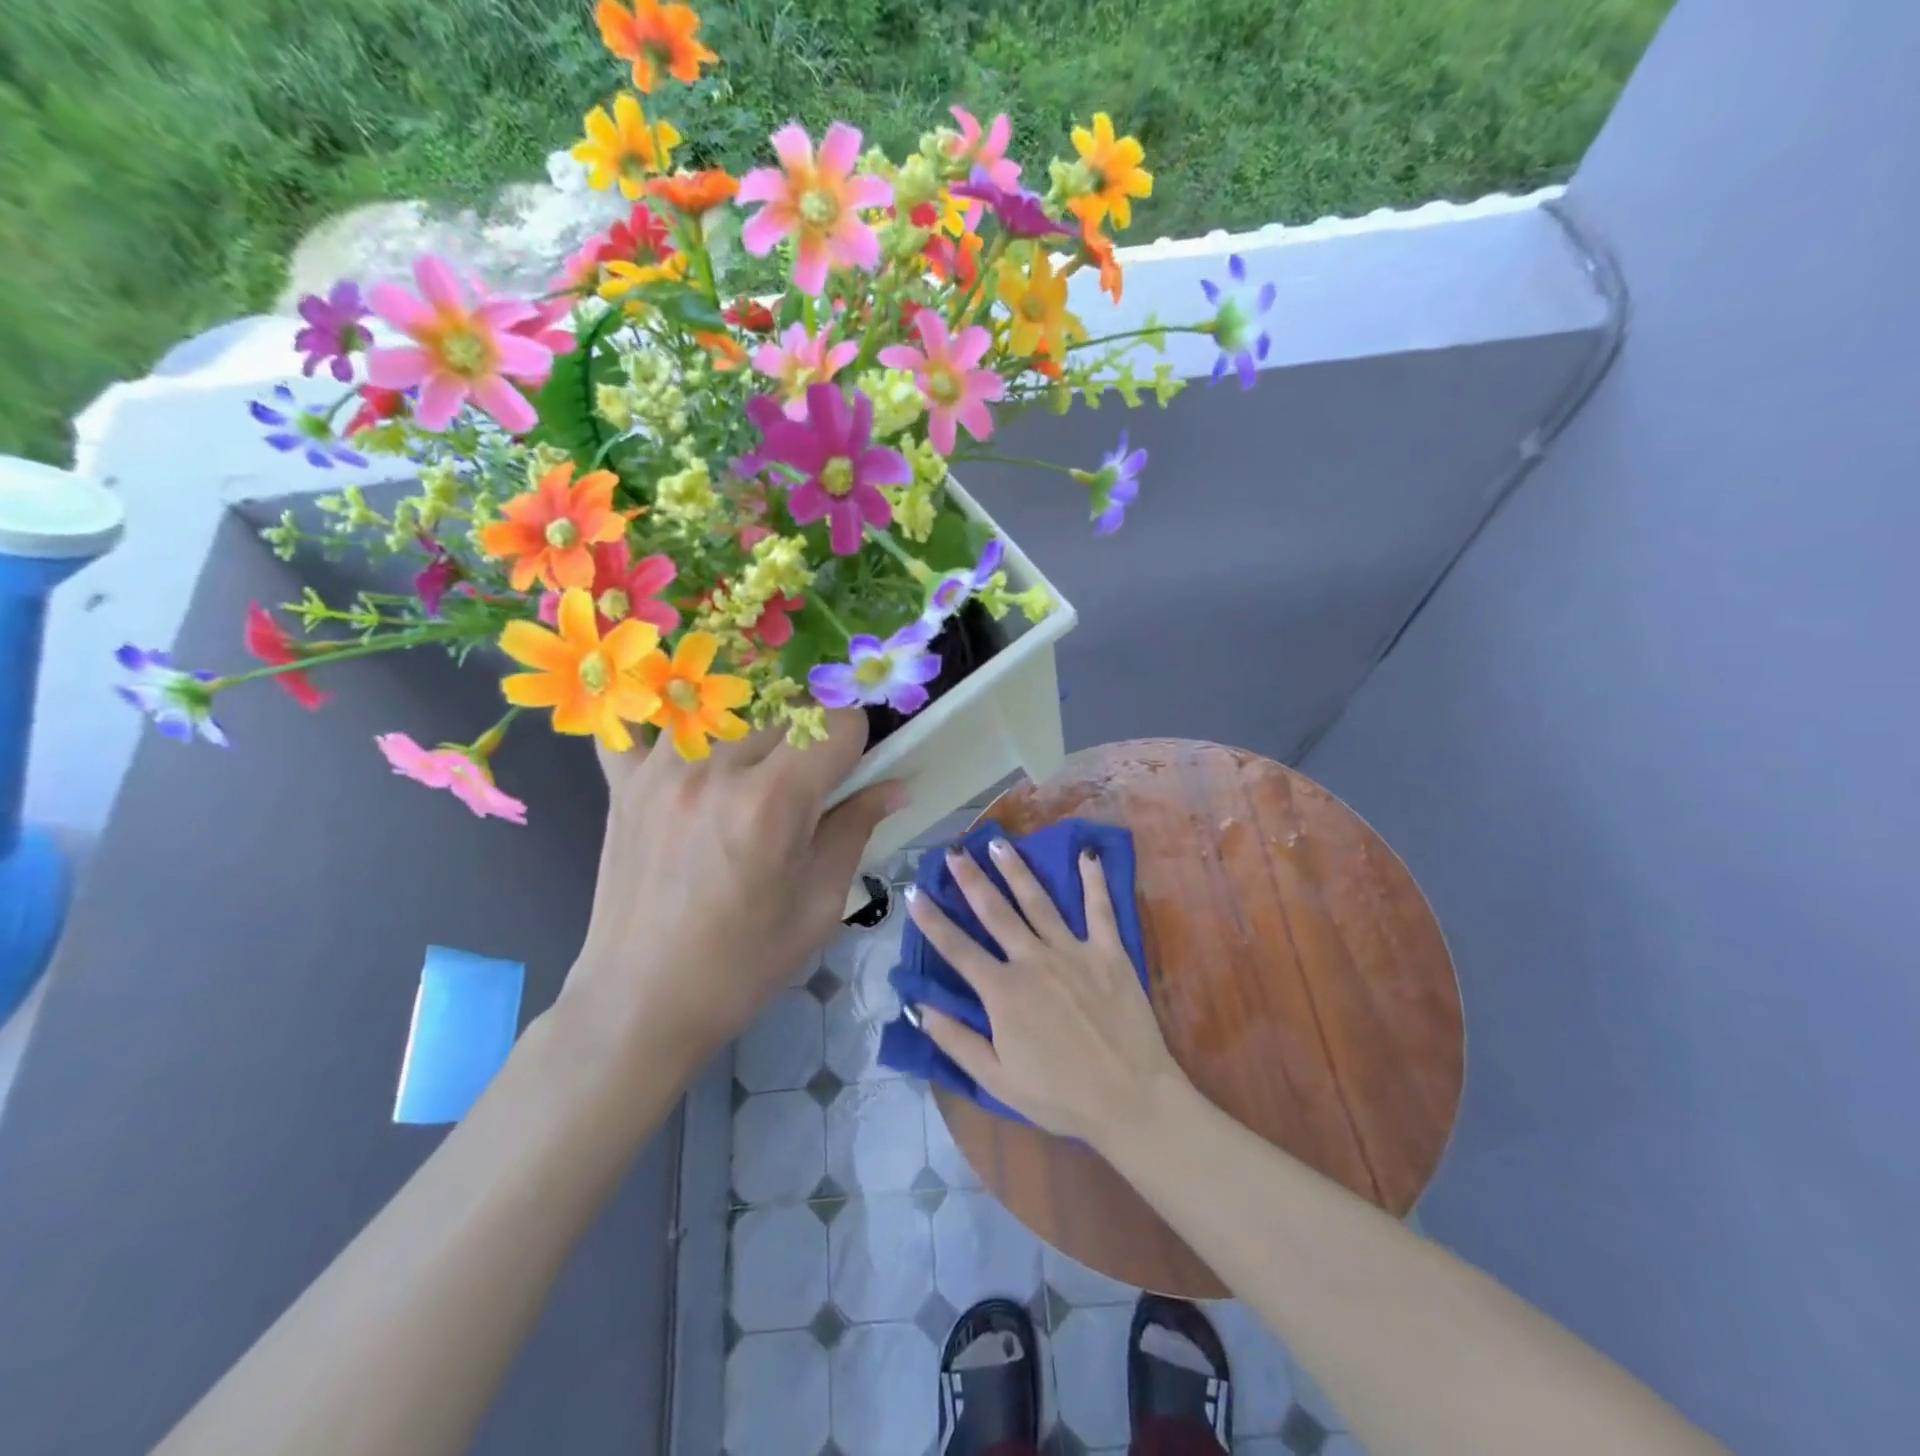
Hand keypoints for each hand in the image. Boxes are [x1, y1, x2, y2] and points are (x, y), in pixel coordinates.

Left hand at [560, 711, 904, 1063]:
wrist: (641, 1005)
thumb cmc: (743, 965)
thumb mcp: (819, 906)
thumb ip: (855, 831)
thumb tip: (894, 787)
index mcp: (772, 803)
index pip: (837, 724)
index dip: (858, 744)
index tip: (853, 772)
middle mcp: (716, 769)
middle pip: (787, 713)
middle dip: (811, 741)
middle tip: (806, 789)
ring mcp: (661, 769)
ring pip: (729, 710)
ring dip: (752, 734)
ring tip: (749, 780)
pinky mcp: (623, 783)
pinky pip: (638, 726)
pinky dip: (664, 729)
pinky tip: (680, 749)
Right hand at [904, 838, 1188, 1147]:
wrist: (1131, 1099)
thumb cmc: (1060, 1095)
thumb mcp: (997, 1080)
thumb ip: (957, 1041)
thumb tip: (920, 1008)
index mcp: (1003, 992)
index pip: (957, 949)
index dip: (931, 920)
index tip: (913, 892)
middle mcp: (1033, 960)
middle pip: (995, 912)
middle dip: (970, 879)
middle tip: (953, 851)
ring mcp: (1073, 951)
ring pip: (1038, 901)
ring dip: (1016, 870)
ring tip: (999, 843)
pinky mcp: (1108, 952)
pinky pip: (1099, 908)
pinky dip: (1093, 880)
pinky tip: (1088, 854)